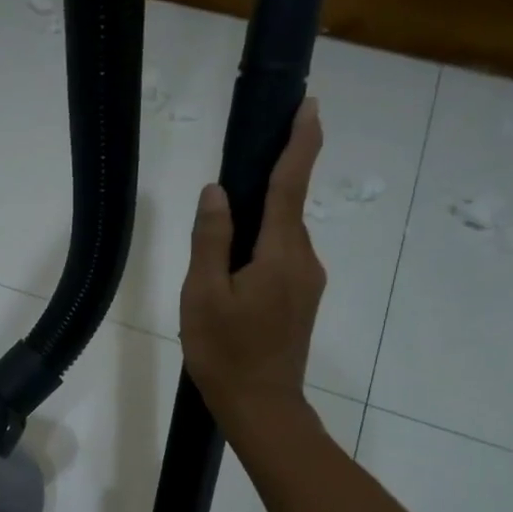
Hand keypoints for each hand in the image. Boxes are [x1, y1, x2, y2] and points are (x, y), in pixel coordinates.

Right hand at [180, 99, 325, 429]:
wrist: (262, 407)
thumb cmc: (226, 353)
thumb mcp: (204, 295)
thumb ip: (211, 239)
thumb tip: (218, 191)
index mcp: (280, 253)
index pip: (292, 184)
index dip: (300, 142)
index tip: (309, 105)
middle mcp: (304, 260)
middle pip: (287, 209)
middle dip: (269, 183)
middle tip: (232, 182)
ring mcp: (308, 282)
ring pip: (283, 237)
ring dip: (259, 225)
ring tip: (220, 240)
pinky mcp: (303, 300)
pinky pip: (283, 258)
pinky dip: (262, 249)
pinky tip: (233, 271)